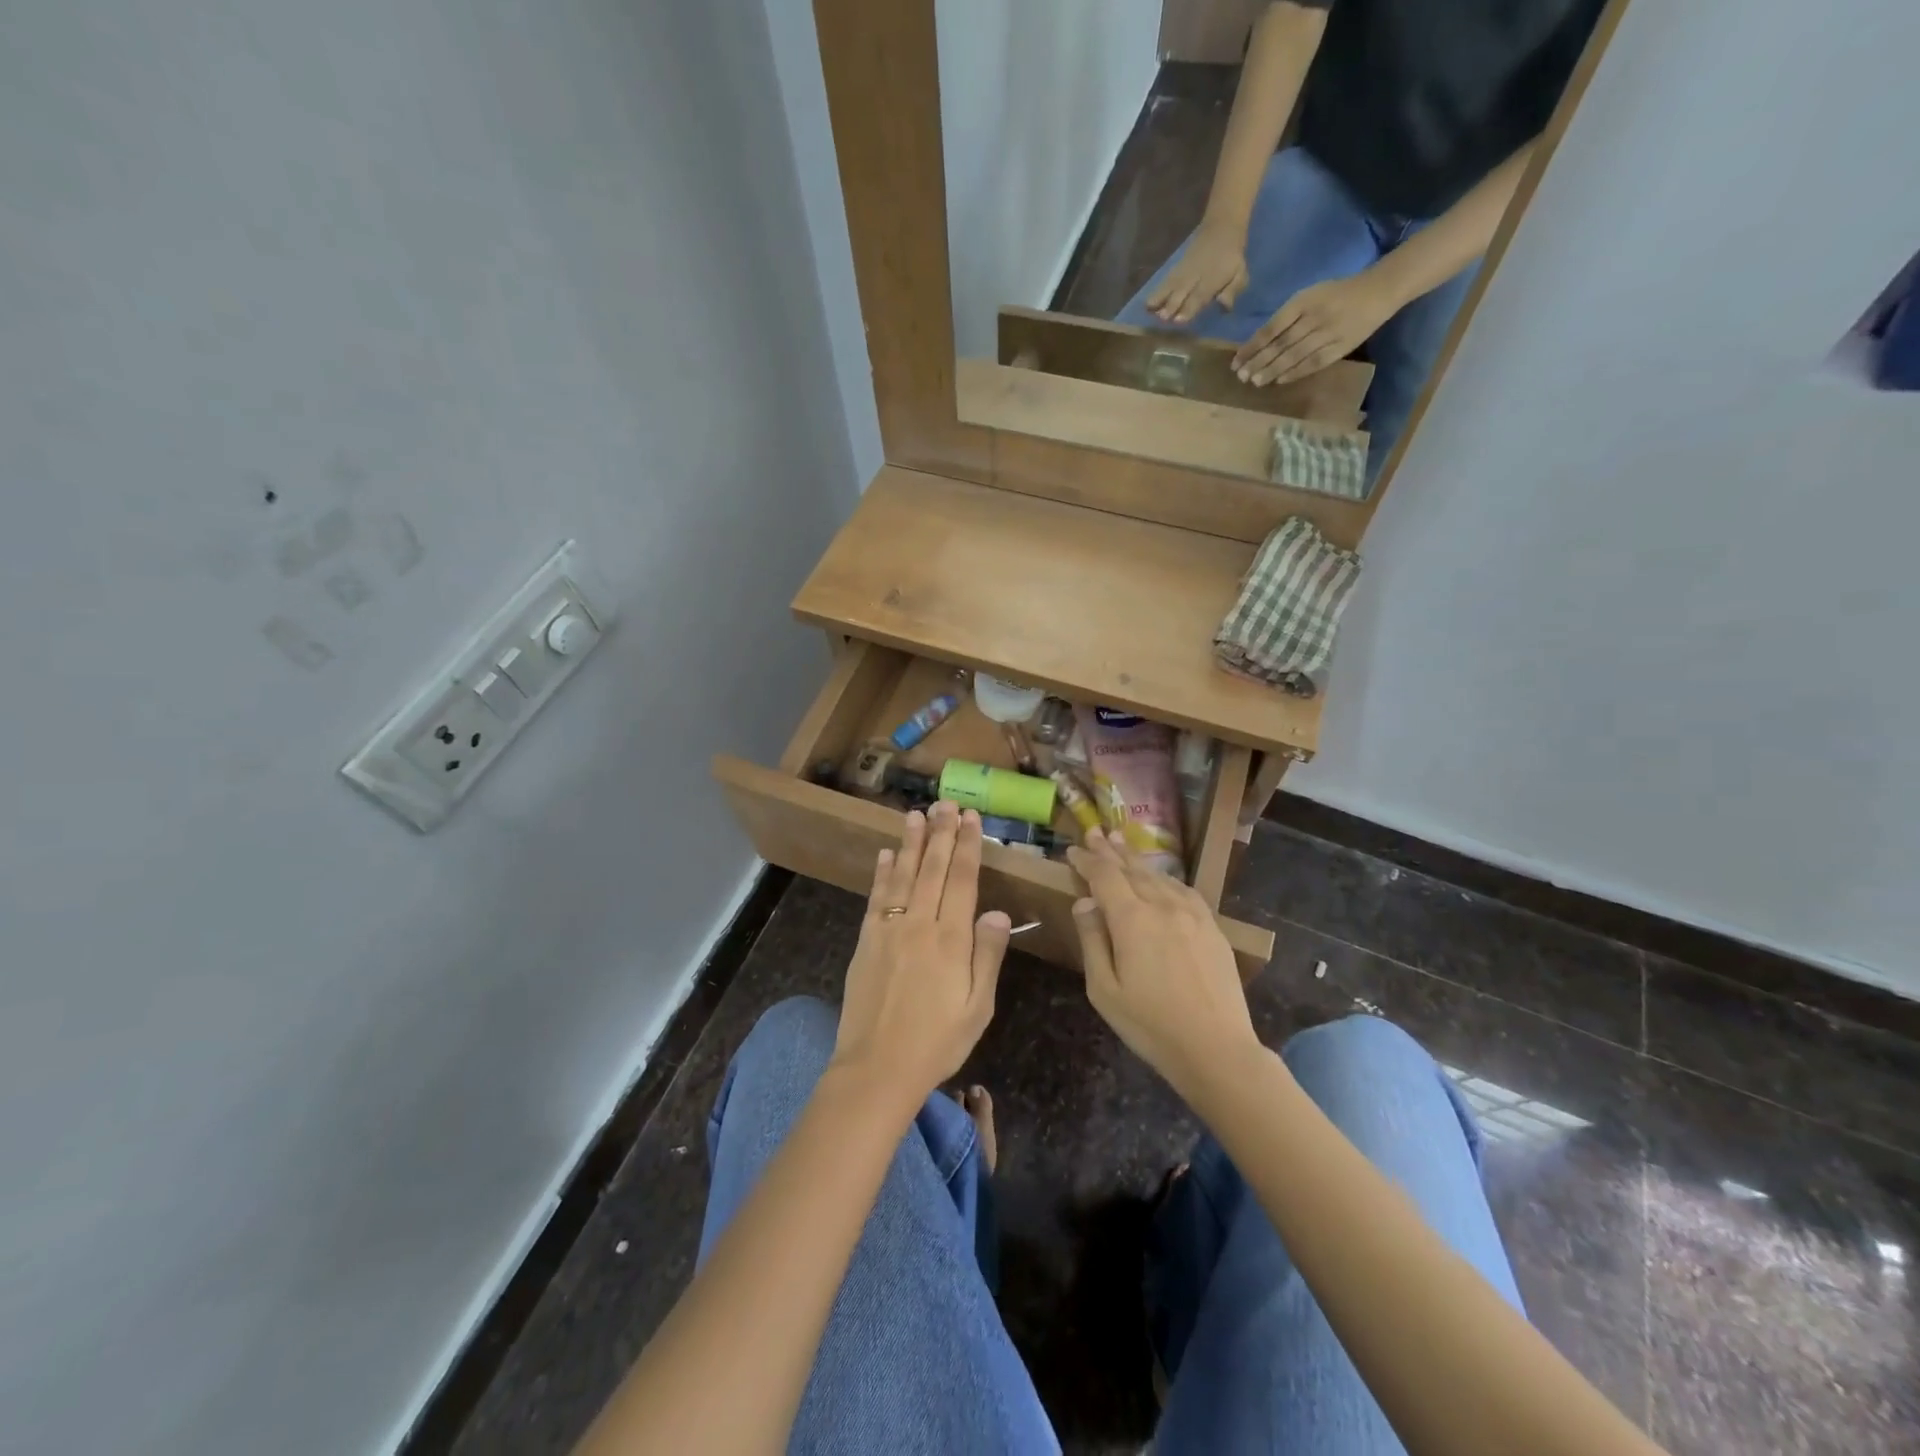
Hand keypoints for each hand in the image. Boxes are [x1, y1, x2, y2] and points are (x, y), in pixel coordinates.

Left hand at [831, 801, 1011, 1107]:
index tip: (970, 818)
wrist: (877, 1068)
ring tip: (915, 814)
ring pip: (902, 875)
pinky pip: (876, 898)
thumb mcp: (978, 1007)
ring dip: (910, 843)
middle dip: (941, 833)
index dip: (967, 846)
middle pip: (933, 869)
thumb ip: (988, 955)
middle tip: (945, 803)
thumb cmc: (937, 1042)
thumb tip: (997, 911)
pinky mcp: (866, 941)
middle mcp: (919, 924)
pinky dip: (881, 873)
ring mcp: (888, 930)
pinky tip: (884, 855)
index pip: (963, 880)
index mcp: (951, 939)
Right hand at [1067, 828, 1259, 1099]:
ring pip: (1159, 876)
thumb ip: (1093, 940)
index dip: (1087, 860)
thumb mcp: (1104, 989)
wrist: (1217, 1049)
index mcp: (1132, 919)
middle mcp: (1162, 906)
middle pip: (1132, 869)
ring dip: (1137, 858)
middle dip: (1110, 850)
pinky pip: (1184, 890)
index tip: (1073, 850)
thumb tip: (1085, 902)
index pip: (1104, 876)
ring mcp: (1192, 914)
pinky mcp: (1212, 927)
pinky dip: (1165, 878)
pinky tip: (1161, 878)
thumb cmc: (1150, 1025)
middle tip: (1096, 831)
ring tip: (1122, 843)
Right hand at [1145, 220, 1250, 325]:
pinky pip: (1167, 280)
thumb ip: (1233, 289)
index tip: (1179, 320)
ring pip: (1172, 285)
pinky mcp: (1177, 268)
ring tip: (1149, 309)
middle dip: (1172, 304)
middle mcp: (1197, 275)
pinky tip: (1148, 303)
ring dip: (1160, 298)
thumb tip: (1224, 306)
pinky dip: (1157, 291)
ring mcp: (1185, 270)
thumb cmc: (1232, 257)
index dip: (1190, 308)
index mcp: (1215, 278)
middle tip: (1162, 318)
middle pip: (1183, 291)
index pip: (1201, 295)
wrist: (1222, 227)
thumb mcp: (1240, 273)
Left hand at [1233, 272, 1396, 385]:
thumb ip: (1286, 317)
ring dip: (1272, 371)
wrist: (1378, 291)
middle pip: (1280, 345)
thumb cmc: (1336, 294)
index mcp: (1304, 301)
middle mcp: (1314, 317)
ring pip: (1294, 356)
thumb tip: (1259, 343)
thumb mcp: (1309, 296)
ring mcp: (1328, 333)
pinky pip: (1313, 363)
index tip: (1236, 361)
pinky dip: (1295, 373)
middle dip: (1258, 362)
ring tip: (1255, 382)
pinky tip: (1279, 381)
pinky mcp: (1340, 347)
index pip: (1271, 328)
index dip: (1252, 347)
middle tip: (1241, 377)